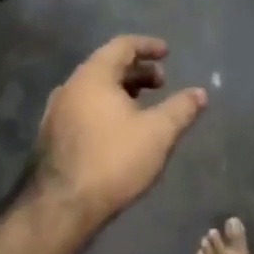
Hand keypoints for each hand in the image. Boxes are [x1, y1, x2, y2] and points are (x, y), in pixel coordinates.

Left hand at [34, 36, 207, 222]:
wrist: (62, 207)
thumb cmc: (114, 160)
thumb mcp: (158, 132)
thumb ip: (181, 108)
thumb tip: (200, 93)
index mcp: (93, 76)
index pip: (121, 46)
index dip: (147, 46)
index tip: (167, 52)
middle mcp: (70, 87)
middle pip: (106, 66)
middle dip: (137, 71)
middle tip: (161, 83)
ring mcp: (56, 112)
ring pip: (94, 89)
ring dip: (122, 90)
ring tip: (144, 107)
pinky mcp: (52, 136)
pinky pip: (84, 108)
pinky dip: (106, 107)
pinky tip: (121, 130)